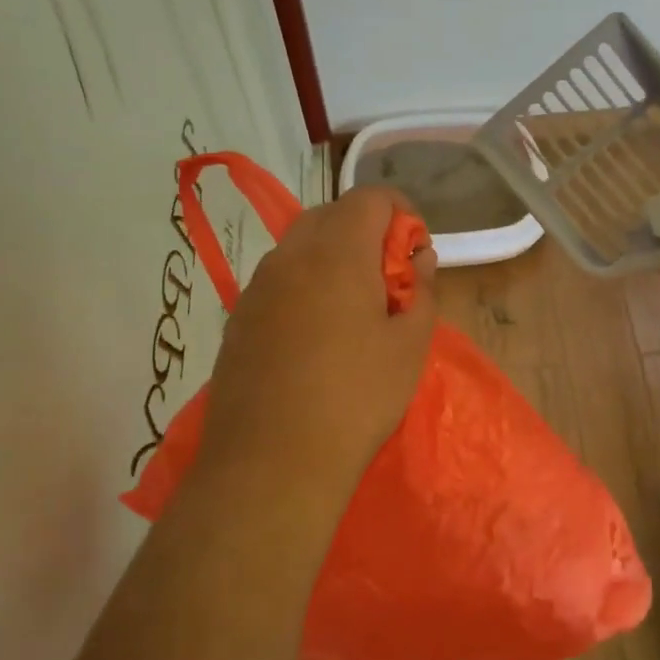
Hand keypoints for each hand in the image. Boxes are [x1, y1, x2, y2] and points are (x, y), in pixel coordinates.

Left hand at [194, 186, 437, 513]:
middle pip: (331, 215)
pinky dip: (305, 286)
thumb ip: (421, 292)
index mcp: (337, 252)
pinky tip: (316, 337)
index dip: (402, 214)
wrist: (272, 461)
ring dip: (333, 259)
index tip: (415, 255)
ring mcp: (257, 287)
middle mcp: (290, 256)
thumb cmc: (356, 399)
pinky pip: (278, 282)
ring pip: (300, 247)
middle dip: (367, 233)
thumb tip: (418, 261)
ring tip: (354, 312)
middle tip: (389, 282)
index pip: (371, 198)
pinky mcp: (238, 319)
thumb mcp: (410, 346)